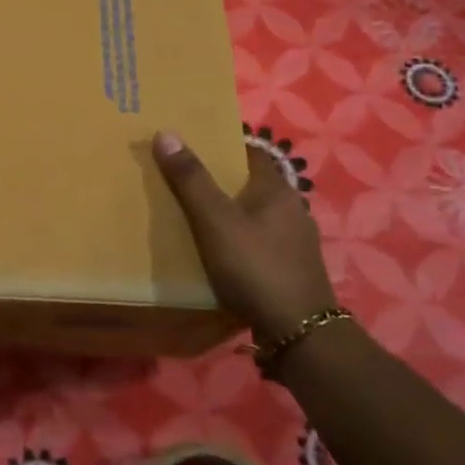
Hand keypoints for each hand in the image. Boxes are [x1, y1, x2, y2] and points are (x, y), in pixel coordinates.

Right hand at [152, 130, 335, 348]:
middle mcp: (291, 208)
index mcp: (277, 189)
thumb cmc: (255, 266)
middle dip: (218, 179)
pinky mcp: (289, 267)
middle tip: (180, 178)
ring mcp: (293, 240)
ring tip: (191, 214)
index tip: (188, 145)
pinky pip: (256, 239)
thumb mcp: (215, 220)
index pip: (249, 151)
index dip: (221, 145)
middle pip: (249, 183)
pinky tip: (215, 250)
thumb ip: (191, 179)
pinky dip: (235, 237)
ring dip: (226, 211)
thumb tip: (166, 132)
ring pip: (253, 213)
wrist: (298, 331)